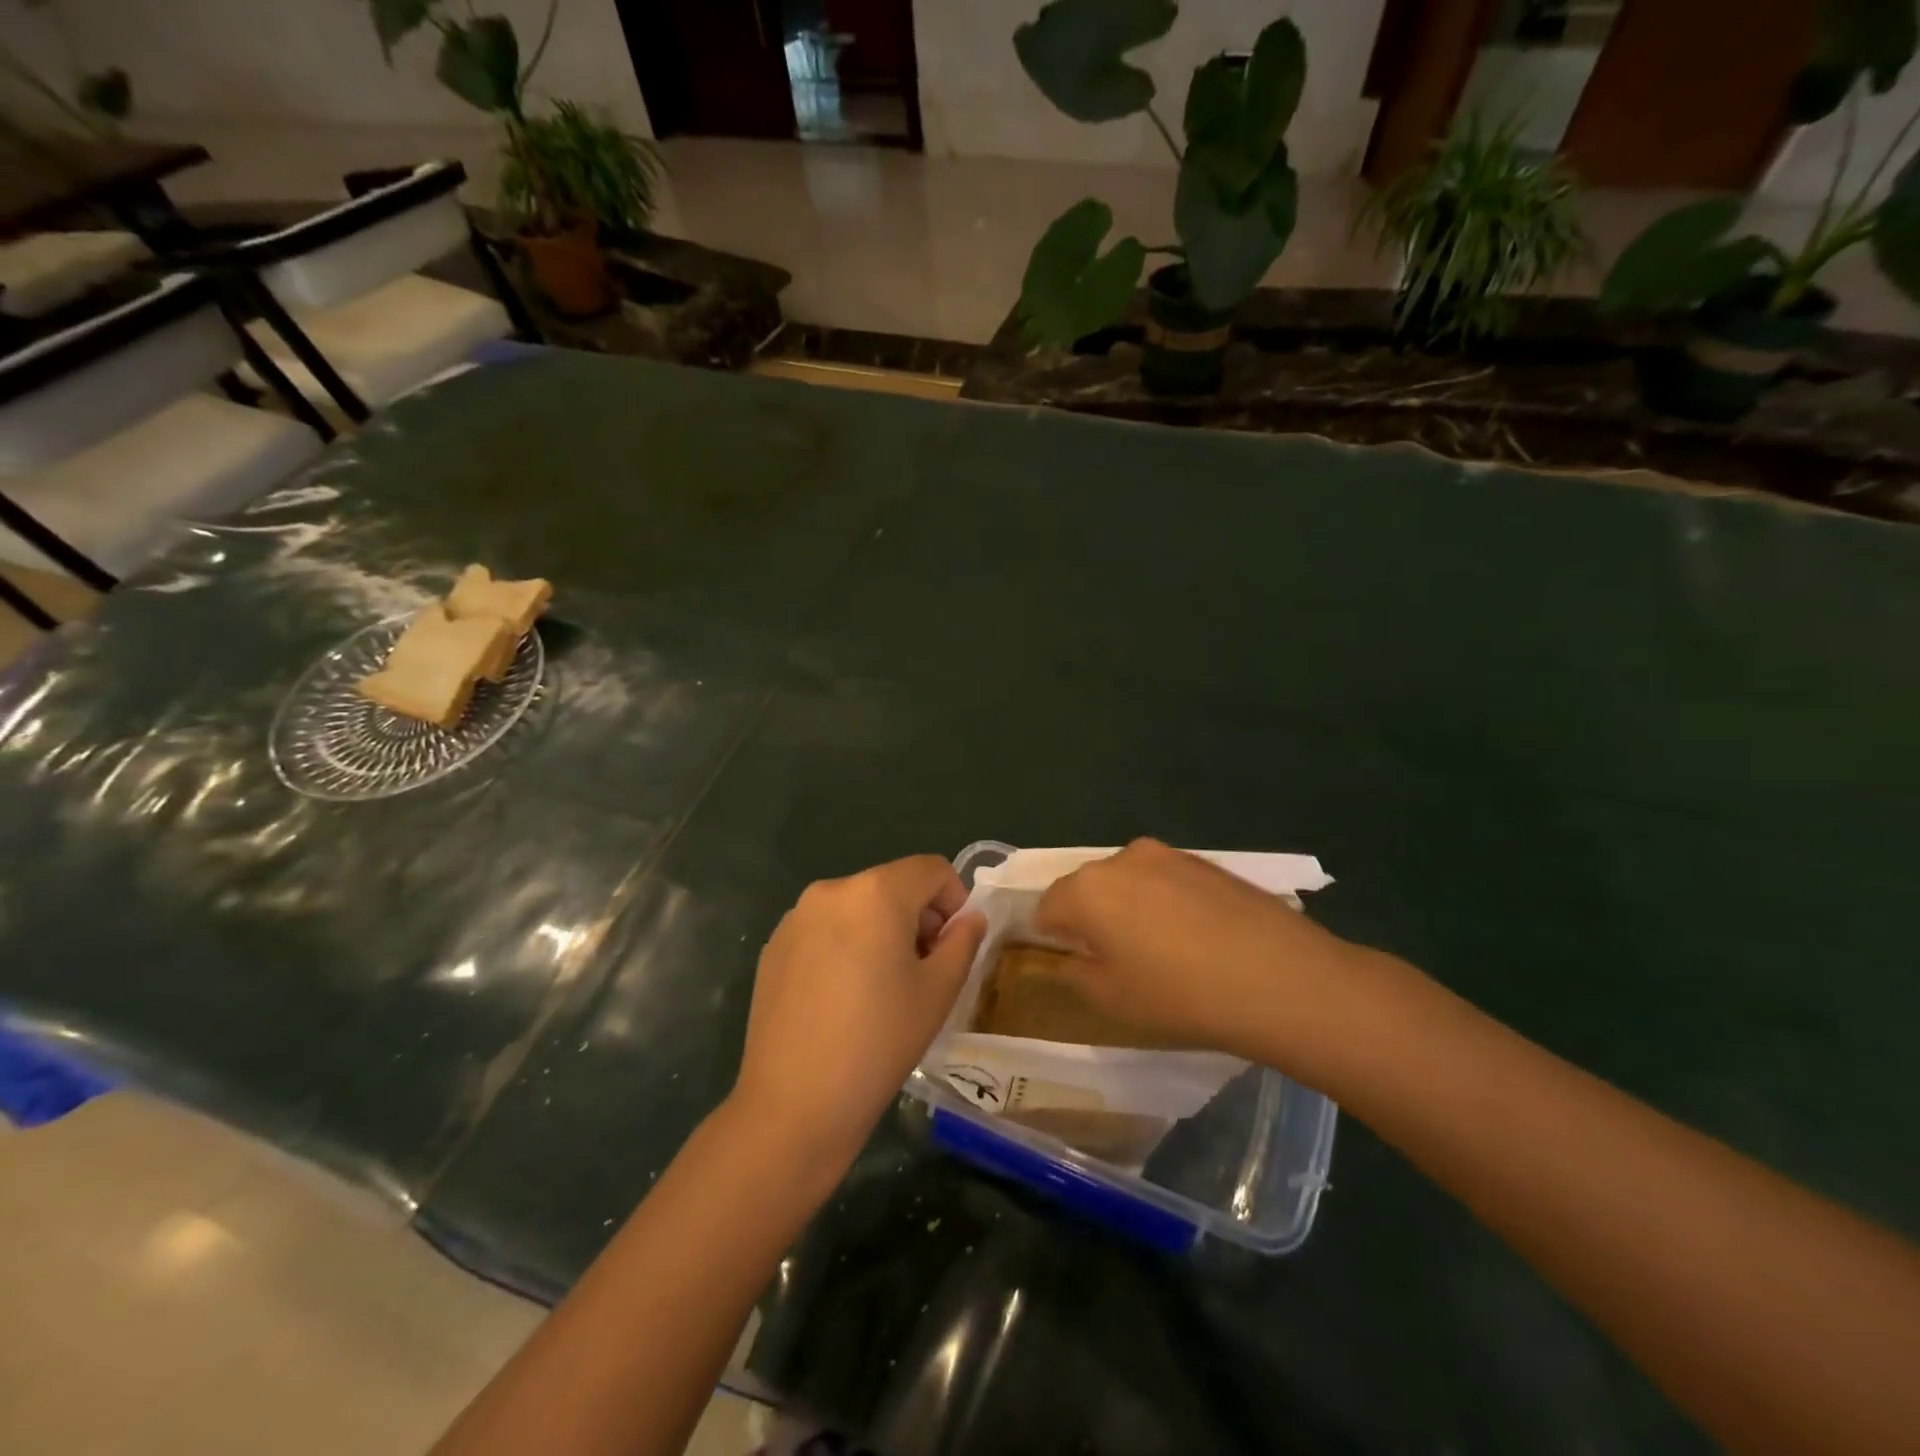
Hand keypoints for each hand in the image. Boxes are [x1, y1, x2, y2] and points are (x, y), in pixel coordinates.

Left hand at [731, 855, 986, 1177]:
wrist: (794, 1104)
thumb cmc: (879, 1042)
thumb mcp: (938, 991)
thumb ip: (963, 941)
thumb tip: (969, 918)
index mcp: (876, 892)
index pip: (932, 869)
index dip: (955, 900)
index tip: (953, 947)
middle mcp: (831, 890)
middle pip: (892, 885)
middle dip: (917, 917)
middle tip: (922, 972)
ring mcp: (795, 917)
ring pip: (857, 907)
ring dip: (880, 931)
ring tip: (880, 989)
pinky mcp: (773, 946)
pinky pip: (824, 929)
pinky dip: (845, 946)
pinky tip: (841, 999)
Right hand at [1033, 838, 1368, 1067]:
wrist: (1280, 978)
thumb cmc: (1179, 995)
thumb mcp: (1111, 999)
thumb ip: (1076, 972)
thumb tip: (1072, 955)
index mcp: (1087, 889)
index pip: (1047, 905)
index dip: (1050, 935)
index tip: (1071, 961)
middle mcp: (1121, 858)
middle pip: (1087, 887)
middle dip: (1089, 917)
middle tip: (1113, 959)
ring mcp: (1168, 855)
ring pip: (1128, 881)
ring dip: (1128, 907)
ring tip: (1160, 949)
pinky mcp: (1206, 862)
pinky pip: (1166, 880)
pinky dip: (1165, 903)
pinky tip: (1194, 938)